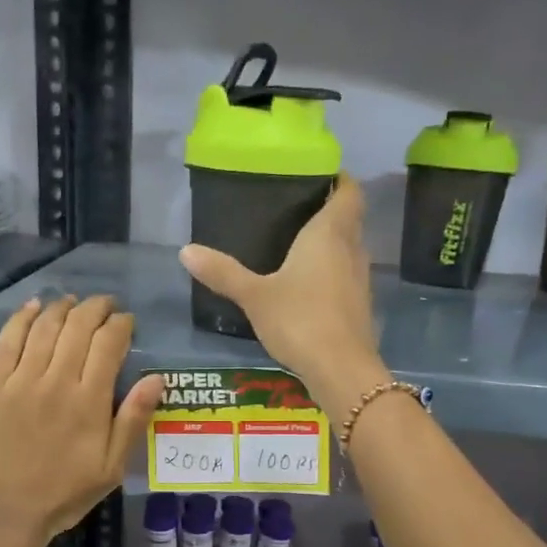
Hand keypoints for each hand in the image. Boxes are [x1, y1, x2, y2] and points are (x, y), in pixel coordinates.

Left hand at [0, 295, 162, 546]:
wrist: (7, 511)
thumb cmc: (65, 493)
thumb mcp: (112, 467)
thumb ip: (133, 419)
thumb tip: (157, 378)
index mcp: (90, 400)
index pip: (109, 343)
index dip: (121, 325)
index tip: (127, 322)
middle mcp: (57, 380)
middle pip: (78, 326)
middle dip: (96, 308)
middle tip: (105, 305)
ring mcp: (21, 380)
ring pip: (45, 326)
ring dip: (62, 306)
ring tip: (74, 301)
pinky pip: (8, 339)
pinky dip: (22, 317)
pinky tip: (33, 306)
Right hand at [179, 173, 389, 410]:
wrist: (341, 369)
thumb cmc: (300, 320)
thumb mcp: (255, 296)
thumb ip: (223, 272)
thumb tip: (185, 250)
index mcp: (330, 233)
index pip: (348, 191)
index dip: (338, 179)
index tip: (316, 176)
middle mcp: (352, 249)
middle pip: (349, 218)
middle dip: (328, 211)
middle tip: (294, 210)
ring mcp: (360, 279)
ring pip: (349, 248)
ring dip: (331, 244)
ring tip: (297, 245)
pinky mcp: (359, 306)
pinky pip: (346, 276)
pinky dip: (331, 272)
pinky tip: (307, 285)